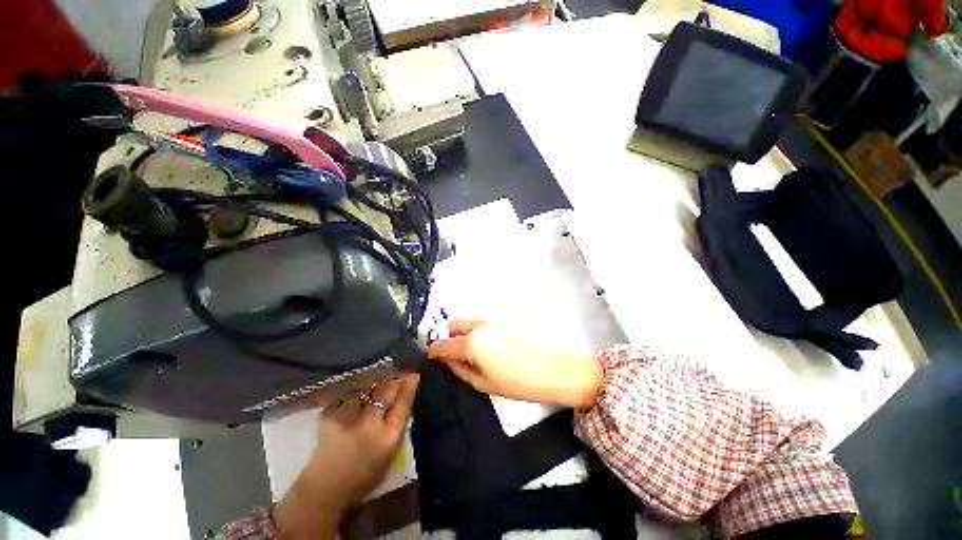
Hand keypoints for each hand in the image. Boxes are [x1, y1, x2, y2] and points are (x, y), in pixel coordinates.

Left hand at [274, 373, 418, 539]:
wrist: (326, 488)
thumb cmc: (364, 475)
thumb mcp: (391, 453)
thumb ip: (398, 425)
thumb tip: (404, 398)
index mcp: (389, 436)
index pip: (404, 402)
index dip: (409, 384)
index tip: (414, 371)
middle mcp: (371, 425)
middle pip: (387, 391)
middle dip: (394, 375)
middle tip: (399, 365)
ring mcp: (350, 419)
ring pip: (368, 388)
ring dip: (376, 377)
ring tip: (381, 369)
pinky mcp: (332, 415)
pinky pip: (349, 393)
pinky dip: (357, 386)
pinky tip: (360, 380)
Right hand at [427, 320, 601, 408]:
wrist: (549, 370)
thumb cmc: (515, 382)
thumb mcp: (482, 383)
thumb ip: (459, 369)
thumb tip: (446, 360)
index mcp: (471, 343)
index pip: (443, 344)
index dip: (433, 351)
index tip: (430, 358)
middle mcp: (478, 326)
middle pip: (454, 325)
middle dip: (449, 339)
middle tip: (454, 357)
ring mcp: (491, 322)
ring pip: (468, 323)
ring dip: (463, 335)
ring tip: (472, 354)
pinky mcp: (502, 322)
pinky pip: (480, 325)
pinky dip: (475, 333)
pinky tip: (487, 349)